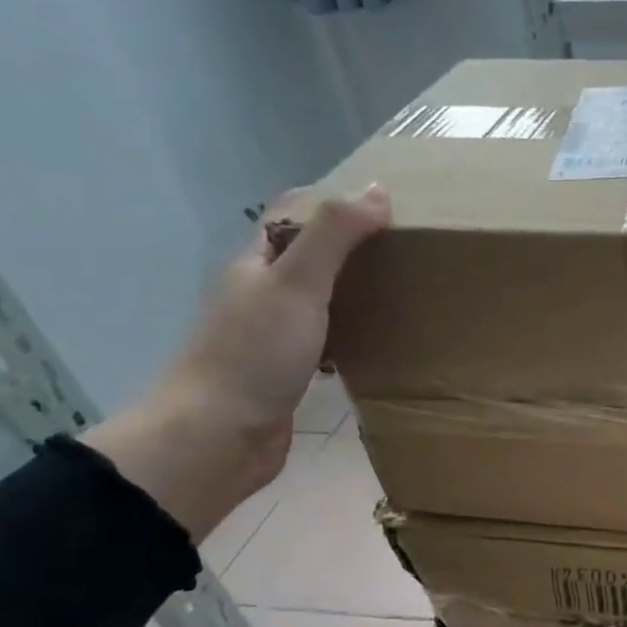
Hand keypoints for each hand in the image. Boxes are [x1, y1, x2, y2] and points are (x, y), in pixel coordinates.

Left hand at [84, 183, 389, 540]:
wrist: (221, 435)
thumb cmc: (256, 352)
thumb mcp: (298, 283)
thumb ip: (335, 236)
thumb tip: (378, 191)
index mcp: (257, 265)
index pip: (291, 215)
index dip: (332, 202)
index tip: (384, 205)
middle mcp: (261, 294)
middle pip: (308, 257)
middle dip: (352, 248)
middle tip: (405, 250)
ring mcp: (272, 336)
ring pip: (319, 301)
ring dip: (355, 292)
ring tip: (403, 292)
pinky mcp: (288, 373)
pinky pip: (327, 340)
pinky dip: (353, 334)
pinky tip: (380, 344)